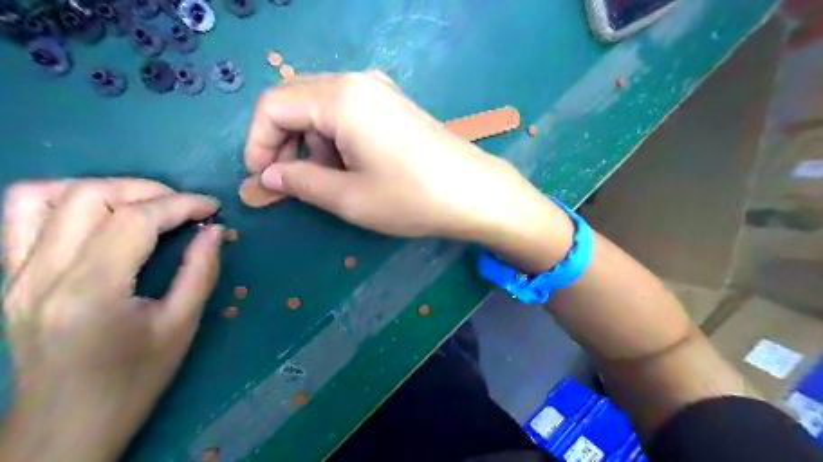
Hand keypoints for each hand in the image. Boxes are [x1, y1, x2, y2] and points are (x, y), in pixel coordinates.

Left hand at [0, 178, 222, 461]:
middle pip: (90, 196)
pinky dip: (61, 200)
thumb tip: (215, 231)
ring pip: (42, 196)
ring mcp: (13, 275)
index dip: (180, 204)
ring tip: (141, 204)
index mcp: (91, 291)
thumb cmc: (134, 381)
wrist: (65, 427)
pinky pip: (18, 217)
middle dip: (147, 190)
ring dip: (102, 187)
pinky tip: (97, 214)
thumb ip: (200, 271)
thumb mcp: (181, 326)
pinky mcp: (6, 279)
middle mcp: (41, 275)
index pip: (134, 220)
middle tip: (183, 206)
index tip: (212, 208)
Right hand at [242, 73, 573, 248]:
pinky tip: (352, 167)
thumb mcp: (348, 197)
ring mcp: (380, 91)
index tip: (261, 179)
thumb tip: (268, 175)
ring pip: (322, 109)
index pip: (273, 106)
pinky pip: (349, 114)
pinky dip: (337, 140)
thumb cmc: (411, 197)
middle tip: (288, 183)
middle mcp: (358, 82)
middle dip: (283, 143)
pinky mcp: (395, 106)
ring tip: (329, 182)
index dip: (257, 143)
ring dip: (312, 144)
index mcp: (340, 98)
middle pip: (296, 102)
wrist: (475, 193)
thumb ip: (300, 182)